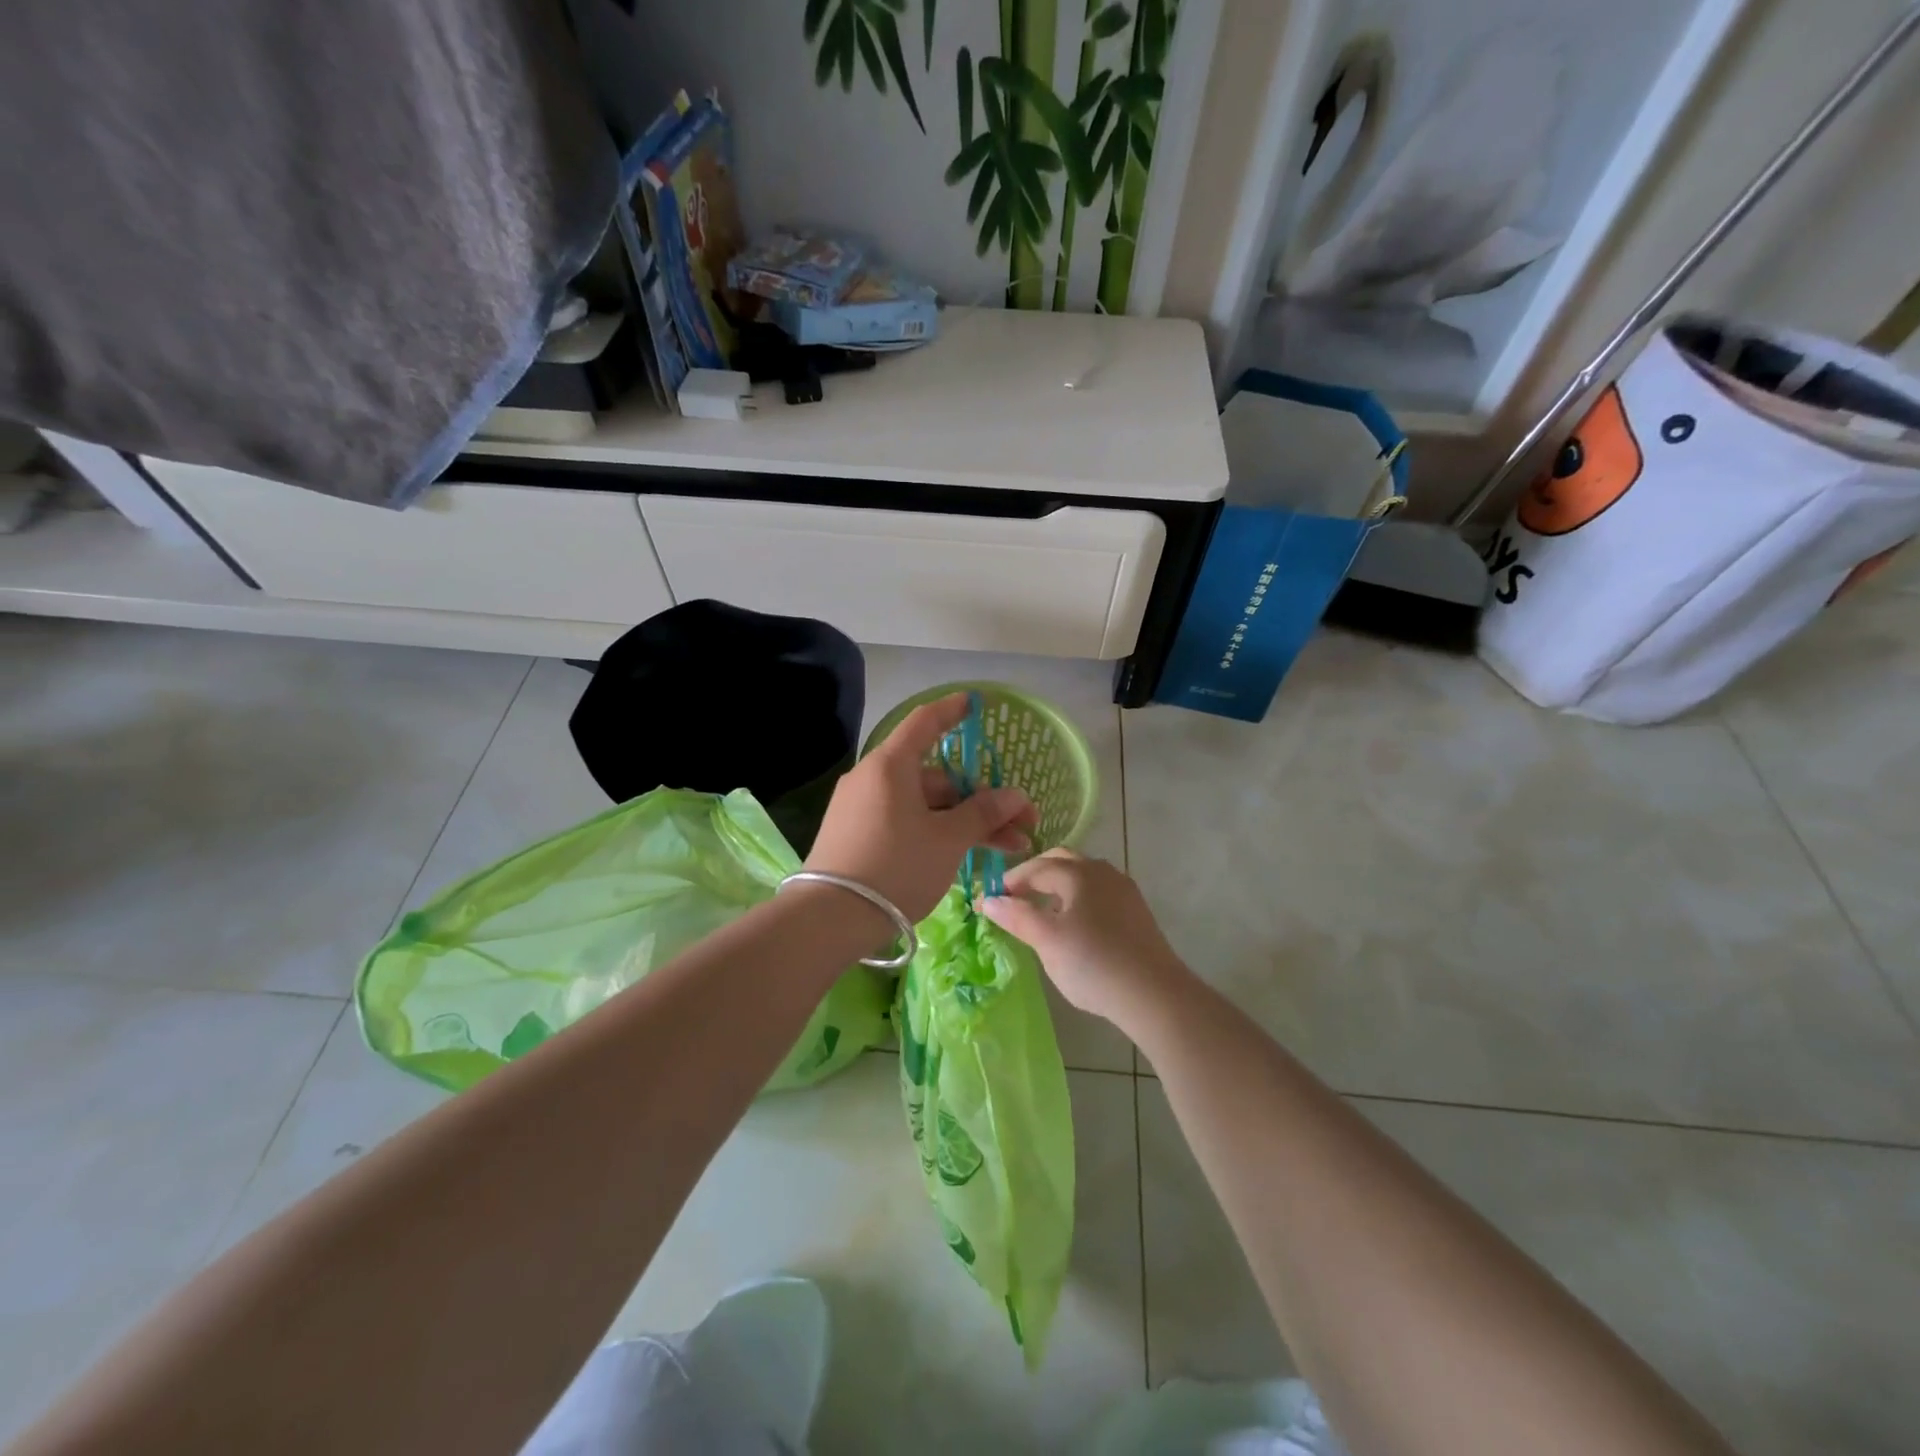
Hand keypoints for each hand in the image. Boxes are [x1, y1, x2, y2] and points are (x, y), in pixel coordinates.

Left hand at [806, 693, 1037, 925]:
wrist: (830, 918)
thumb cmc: (896, 866)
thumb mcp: (948, 840)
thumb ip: (983, 813)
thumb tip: (1015, 797)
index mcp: (890, 765)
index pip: (925, 722)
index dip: (952, 710)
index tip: (974, 703)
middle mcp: (873, 779)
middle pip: (935, 777)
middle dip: (981, 799)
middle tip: (1019, 824)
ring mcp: (862, 809)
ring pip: (924, 805)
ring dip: (965, 822)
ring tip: (1007, 848)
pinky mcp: (857, 836)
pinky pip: (905, 822)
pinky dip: (936, 832)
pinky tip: (965, 854)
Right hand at [978, 849, 1190, 1031]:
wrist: (1154, 994)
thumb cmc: (1093, 963)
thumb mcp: (1047, 940)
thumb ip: (1017, 916)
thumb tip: (988, 899)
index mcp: (1079, 872)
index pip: (1035, 867)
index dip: (1009, 882)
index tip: (988, 900)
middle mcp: (1103, 871)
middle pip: (1061, 861)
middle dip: (1034, 874)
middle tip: (1013, 897)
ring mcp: (1123, 890)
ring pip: (1082, 876)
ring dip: (1056, 885)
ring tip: (1039, 911)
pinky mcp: (1135, 911)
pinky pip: (1097, 892)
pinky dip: (1076, 898)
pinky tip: (1072, 924)